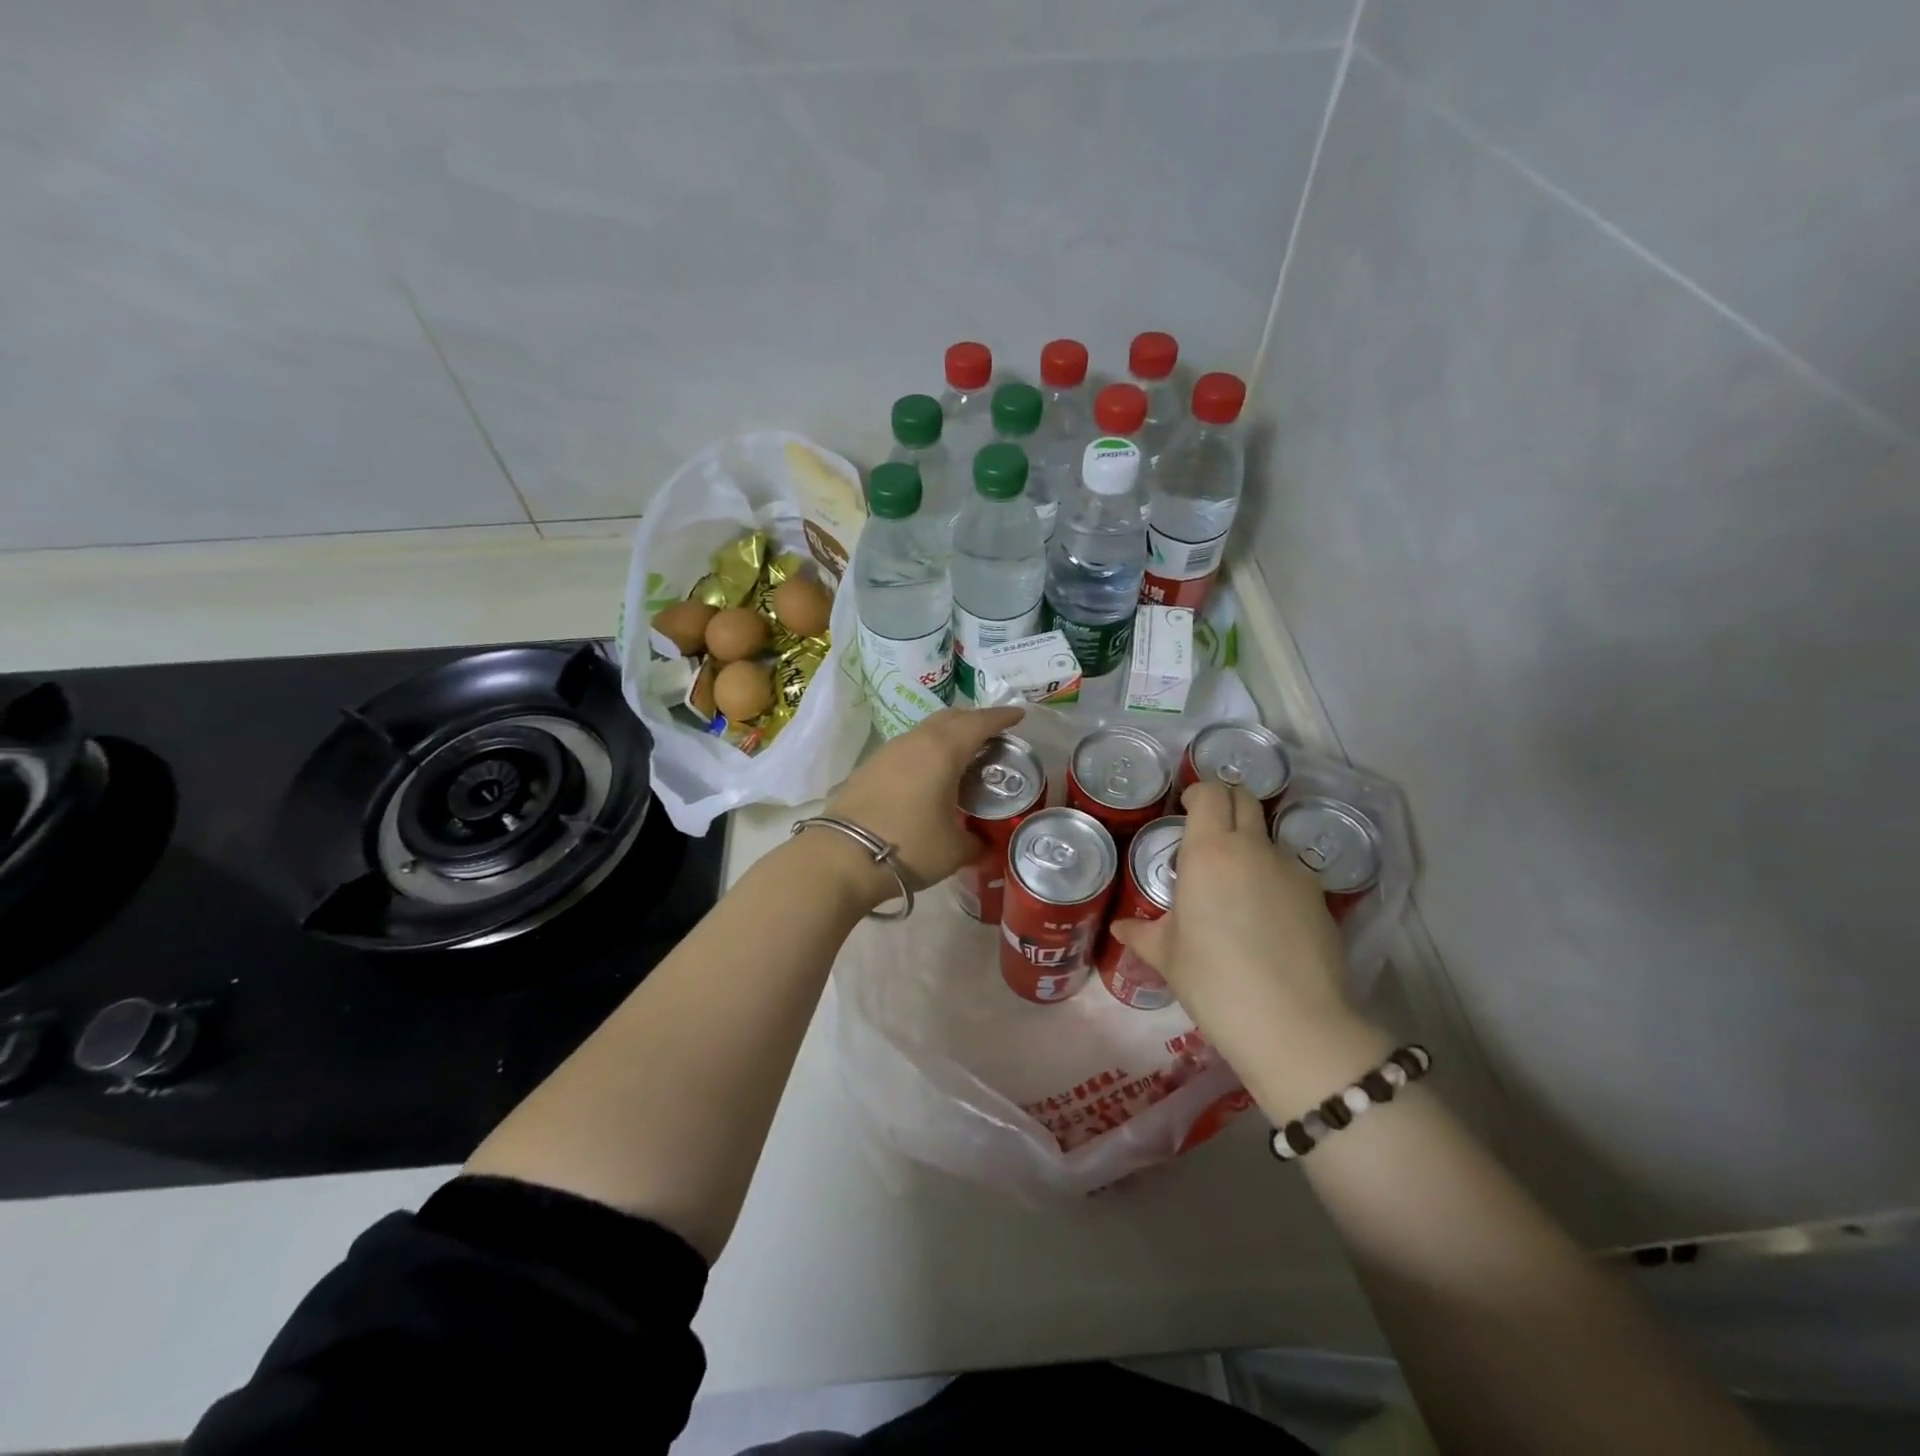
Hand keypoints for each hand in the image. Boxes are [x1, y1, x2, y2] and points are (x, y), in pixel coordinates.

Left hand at [808, 706, 1025, 909]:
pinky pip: (908, 747)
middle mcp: (916, 741)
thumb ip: (976, 842)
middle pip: (951, 717)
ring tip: (963, 756)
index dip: (1002, 717)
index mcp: (944, 750)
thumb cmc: (909, 847)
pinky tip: (929, 774)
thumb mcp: (954, 850)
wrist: (842, 857)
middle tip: (993, 736)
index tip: (1019, 716)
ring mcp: (889, 751)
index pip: (980, 723)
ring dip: (948, 735)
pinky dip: (927, 750)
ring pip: (926, 730)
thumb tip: (983, 844)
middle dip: (975, 721)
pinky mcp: (869, 766)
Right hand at [1109, 781, 1387, 1102]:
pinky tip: (1266, 918)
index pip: (1210, 793)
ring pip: (1269, 837)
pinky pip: (1290, 872)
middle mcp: (1253, 848)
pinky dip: (1274, 878)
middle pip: (1245, 799)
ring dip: (1250, 845)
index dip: (1198, 794)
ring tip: (1236, 886)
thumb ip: (1142, 934)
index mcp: (1209, 852)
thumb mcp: (1168, 957)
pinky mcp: (1320, 898)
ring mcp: (1292, 871)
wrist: (1293, 1024)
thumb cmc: (1213, 981)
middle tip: (1208, 833)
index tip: (1186, 809)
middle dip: (1226, 804)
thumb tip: (1121, 928)